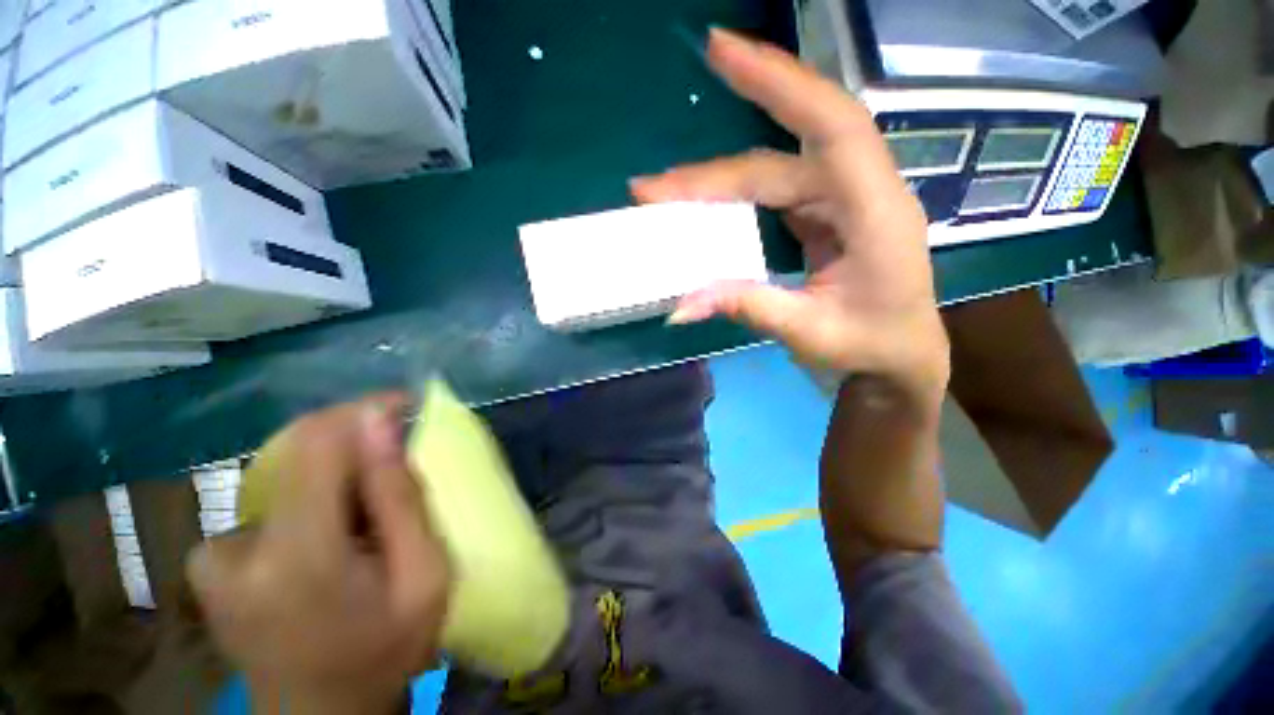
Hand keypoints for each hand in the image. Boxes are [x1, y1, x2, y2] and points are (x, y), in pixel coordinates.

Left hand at [187, 395, 450, 714]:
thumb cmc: (383, 650)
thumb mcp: (423, 577)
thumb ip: (402, 499)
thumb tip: (381, 423)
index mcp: (296, 557)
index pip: (318, 443)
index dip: (364, 412)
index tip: (406, 404)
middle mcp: (235, 548)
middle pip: (300, 452)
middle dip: (358, 445)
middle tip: (398, 467)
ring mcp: (213, 554)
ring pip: (289, 473)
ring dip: (338, 477)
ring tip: (369, 516)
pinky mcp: (209, 559)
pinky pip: (274, 498)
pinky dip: (313, 498)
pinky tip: (332, 534)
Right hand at [631, 29, 948, 405]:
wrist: (900, 358)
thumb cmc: (871, 347)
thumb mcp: (810, 333)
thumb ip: (749, 307)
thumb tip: (681, 304)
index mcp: (875, 211)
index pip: (830, 125)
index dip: (779, 81)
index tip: (721, 50)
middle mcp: (860, 193)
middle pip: (778, 161)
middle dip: (711, 171)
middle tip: (652, 186)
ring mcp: (841, 202)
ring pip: (772, 174)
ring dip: (718, 183)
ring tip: (668, 194)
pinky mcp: (825, 216)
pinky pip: (776, 192)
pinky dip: (737, 196)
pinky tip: (707, 204)